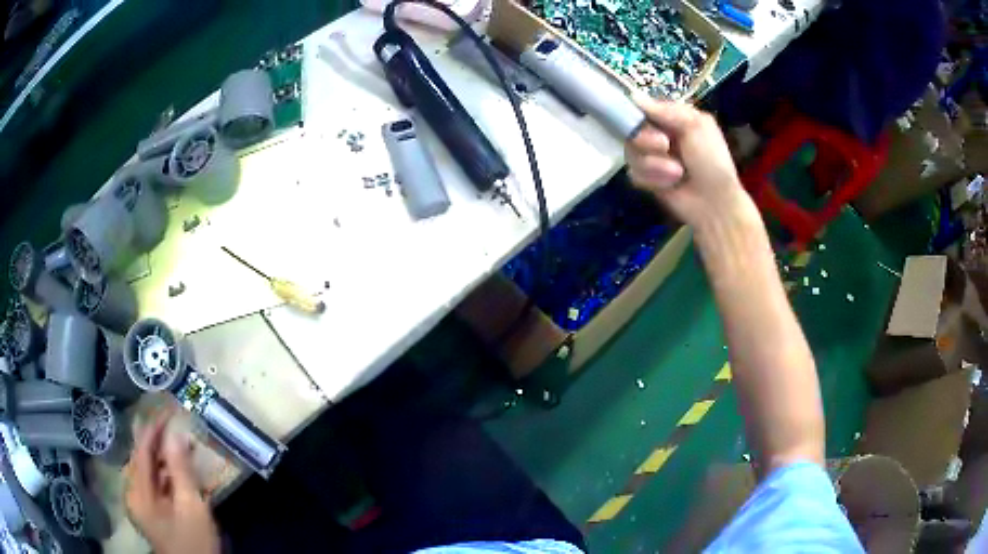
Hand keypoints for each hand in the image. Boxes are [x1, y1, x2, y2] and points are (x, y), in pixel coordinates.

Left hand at [126, 411, 219, 553]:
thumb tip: (176, 433)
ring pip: (149, 471)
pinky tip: (180, 471)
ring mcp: (140, 504)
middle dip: (160, 442)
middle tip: (178, 426)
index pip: (142, 451)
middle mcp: (133, 493)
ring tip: (184, 446)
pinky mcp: (149, 511)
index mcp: (137, 492)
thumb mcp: (191, 507)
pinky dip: (167, 474)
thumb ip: (181, 469)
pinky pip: (154, 484)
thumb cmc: (193, 542)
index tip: (168, 409)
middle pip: (143, 459)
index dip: (154, 428)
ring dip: (165, 458)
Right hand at [625, 96, 759, 230]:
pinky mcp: (647, 179)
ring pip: (631, 152)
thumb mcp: (697, 127)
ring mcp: (652, 157)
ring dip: (654, 164)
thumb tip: (633, 96)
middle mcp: (659, 134)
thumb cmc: (712, 161)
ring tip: (676, 173)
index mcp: (673, 118)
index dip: (639, 113)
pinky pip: (634, 173)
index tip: (641, 119)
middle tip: (665, 146)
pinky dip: (651, 179)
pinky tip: (669, 186)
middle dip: (646, 139)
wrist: (715, 203)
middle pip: (632, 129)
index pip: (643, 107)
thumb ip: (666, 110)